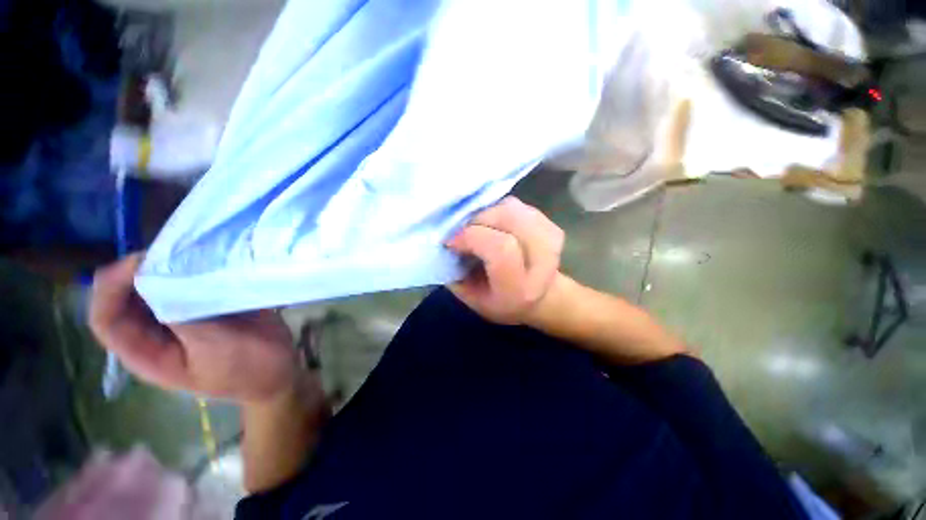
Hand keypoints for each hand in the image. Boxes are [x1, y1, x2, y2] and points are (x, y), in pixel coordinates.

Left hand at [89, 254, 300, 403]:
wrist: (280, 369)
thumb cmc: (247, 367)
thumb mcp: (215, 347)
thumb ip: (184, 318)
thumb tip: (162, 279)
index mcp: (146, 353)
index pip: (106, 320)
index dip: (111, 289)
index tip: (139, 262)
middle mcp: (154, 333)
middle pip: (125, 298)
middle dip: (137, 271)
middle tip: (167, 249)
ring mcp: (179, 318)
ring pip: (154, 287)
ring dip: (165, 268)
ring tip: (186, 249)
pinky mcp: (202, 307)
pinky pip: (186, 284)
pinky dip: (190, 270)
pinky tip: (206, 259)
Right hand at [446, 197, 564, 324]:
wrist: (539, 298)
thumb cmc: (499, 300)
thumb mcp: (470, 297)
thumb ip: (454, 272)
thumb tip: (444, 237)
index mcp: (520, 289)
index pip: (501, 249)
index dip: (471, 237)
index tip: (452, 242)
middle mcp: (543, 263)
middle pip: (508, 219)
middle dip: (477, 220)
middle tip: (465, 233)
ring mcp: (552, 240)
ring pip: (511, 208)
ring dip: (487, 214)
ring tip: (481, 230)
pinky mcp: (552, 225)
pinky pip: (517, 205)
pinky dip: (498, 210)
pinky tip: (496, 226)